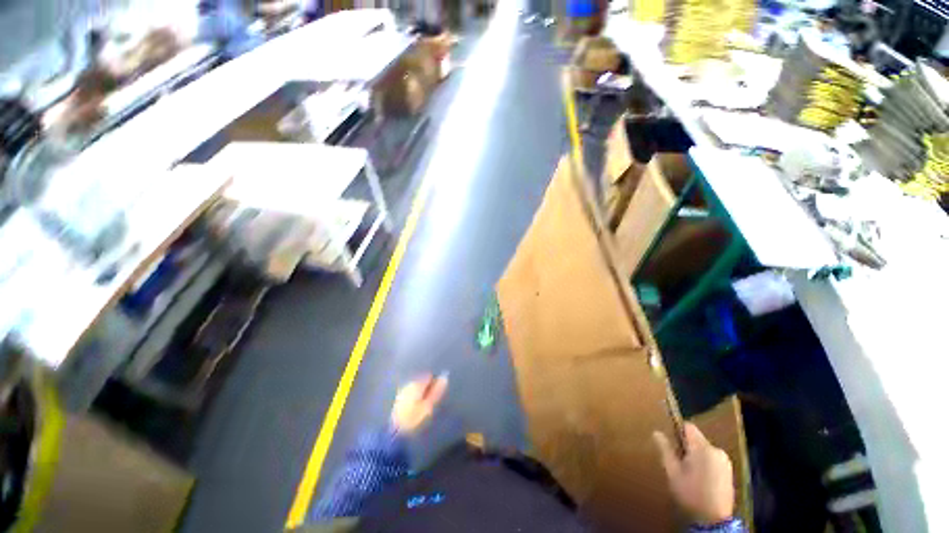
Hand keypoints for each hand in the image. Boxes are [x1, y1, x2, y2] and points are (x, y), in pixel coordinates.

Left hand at [390, 374, 447, 434]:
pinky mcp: (399, 397)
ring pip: (416, 387)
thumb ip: (437, 391)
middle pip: (422, 380)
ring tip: (423, 406)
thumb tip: (444, 378)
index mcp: (417, 383)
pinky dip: (414, 397)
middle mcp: (409, 383)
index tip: (436, 395)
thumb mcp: (429, 405)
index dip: (435, 384)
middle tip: (430, 402)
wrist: (396, 430)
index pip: (430, 376)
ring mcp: (403, 390)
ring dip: (421, 393)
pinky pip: (410, 392)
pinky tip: (414, 407)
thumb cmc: (414, 417)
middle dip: (427, 388)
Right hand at [653, 423, 734, 525]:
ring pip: (704, 449)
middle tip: (679, 464)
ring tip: (690, 473)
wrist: (714, 521)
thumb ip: (665, 450)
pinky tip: (701, 479)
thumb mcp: (673, 472)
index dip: (677, 431)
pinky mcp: (729, 471)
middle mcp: (716, 450)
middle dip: (686, 447)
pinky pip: (712, 458)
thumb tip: (656, 432)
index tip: (672, 444)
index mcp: (702, 448)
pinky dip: (705, 463)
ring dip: (696, 456)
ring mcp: (725, 461)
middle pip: (696, 439)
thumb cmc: (691, 494)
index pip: (688, 426)